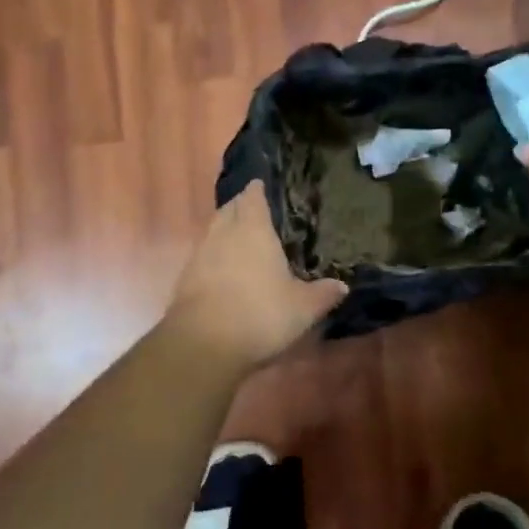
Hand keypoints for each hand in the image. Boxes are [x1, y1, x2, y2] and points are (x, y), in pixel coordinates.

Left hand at [163, 182, 347, 370]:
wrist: (204, 343)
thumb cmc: (260, 314)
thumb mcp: (303, 308)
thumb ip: (323, 294)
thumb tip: (342, 285)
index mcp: (254, 229)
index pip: (253, 197)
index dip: (257, 189)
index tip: (261, 185)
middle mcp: (224, 233)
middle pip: (230, 209)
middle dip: (240, 206)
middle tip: (254, 210)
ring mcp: (201, 254)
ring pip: (213, 230)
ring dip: (225, 229)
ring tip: (240, 238)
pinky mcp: (186, 277)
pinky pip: (203, 255)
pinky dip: (214, 256)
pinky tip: (224, 270)